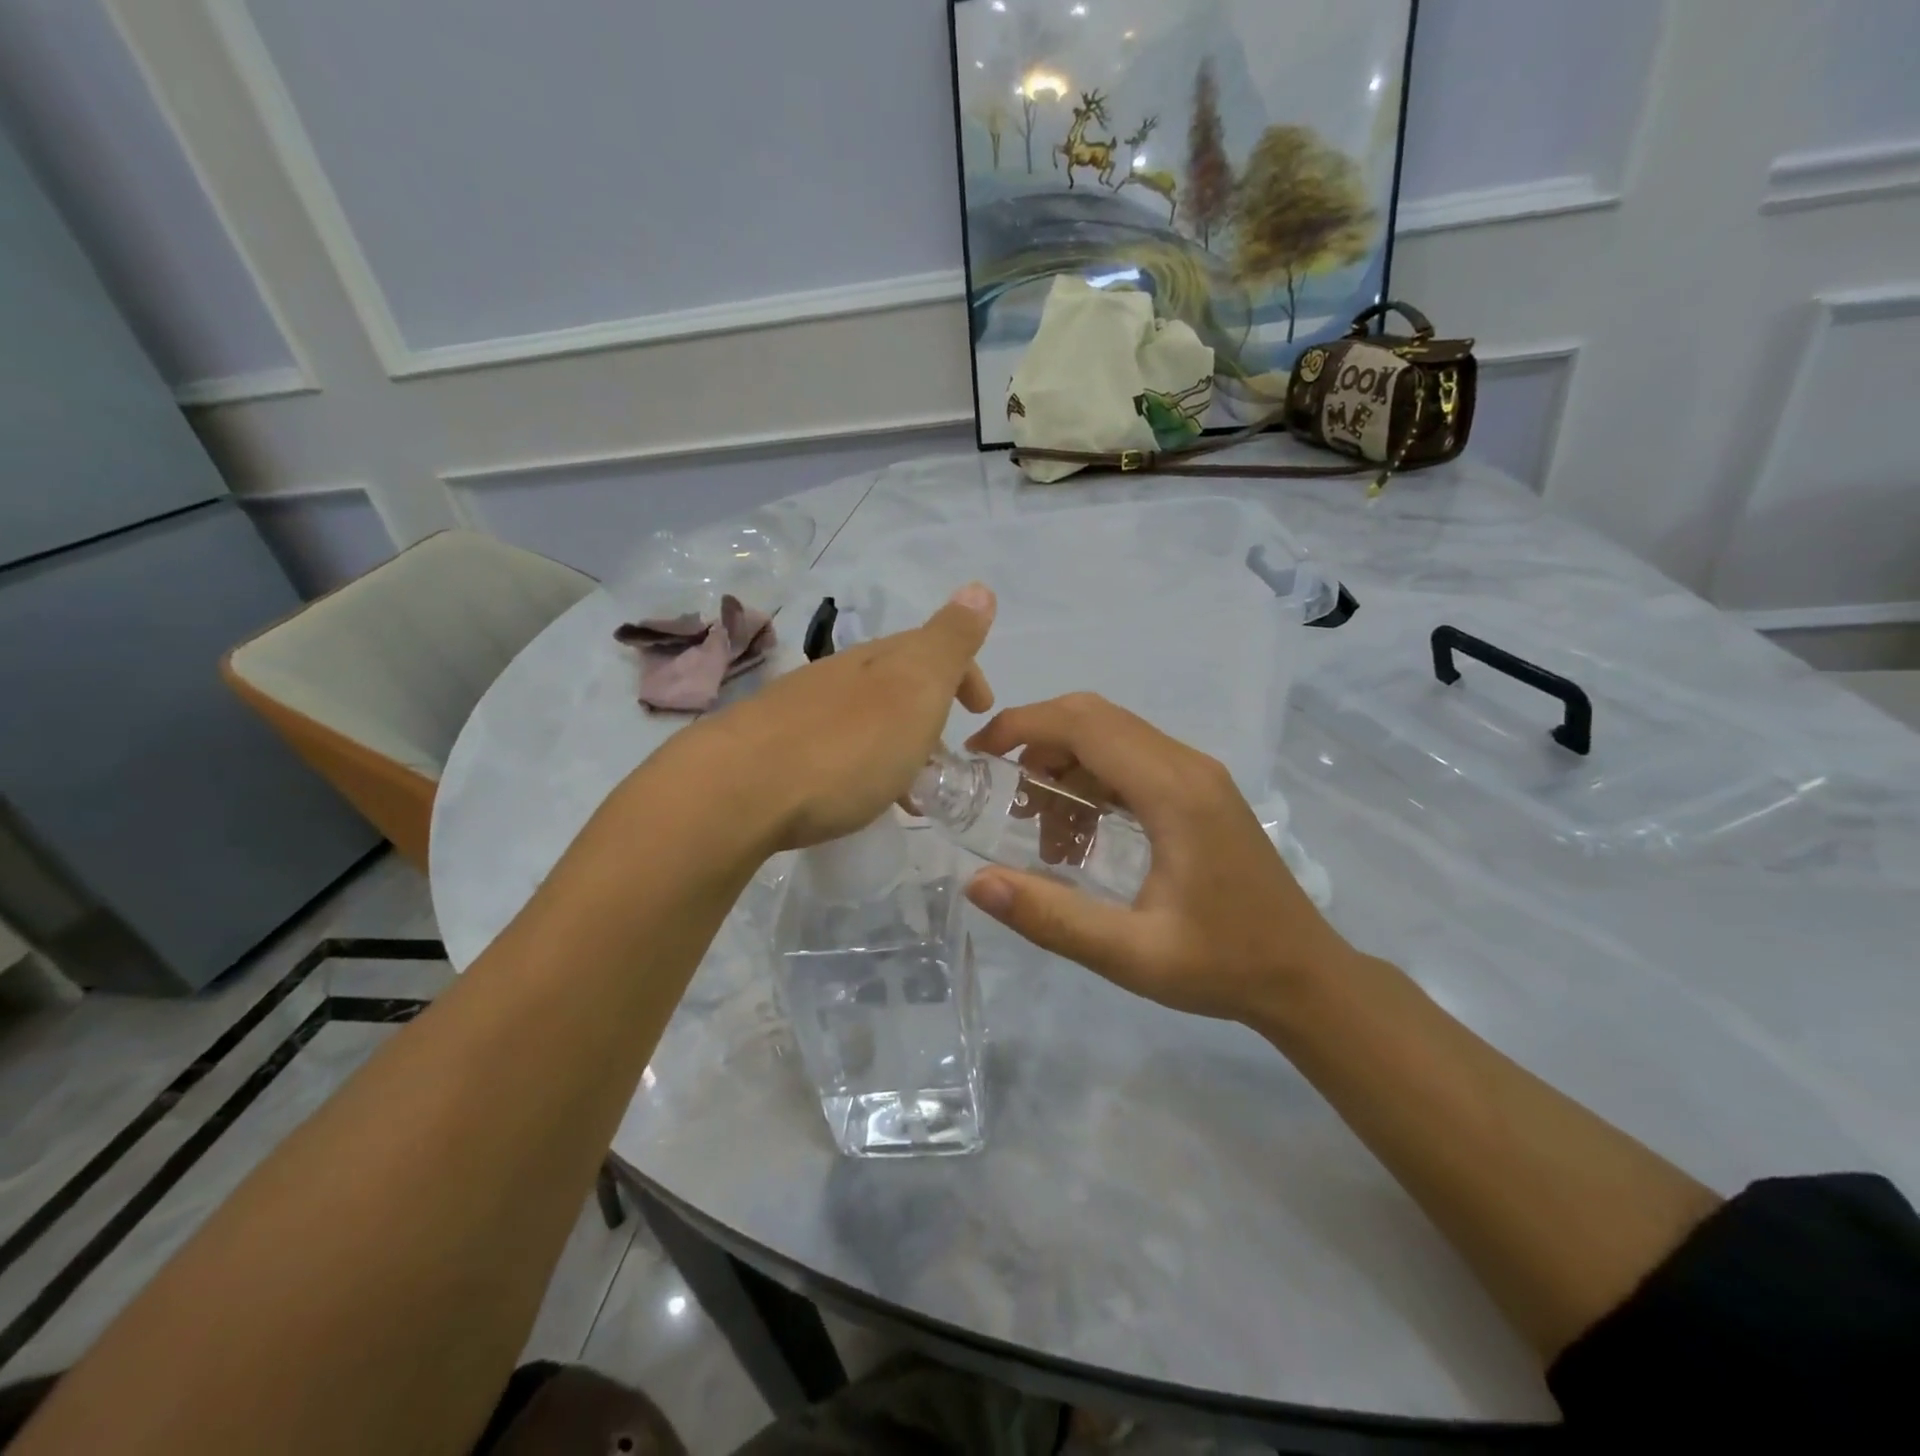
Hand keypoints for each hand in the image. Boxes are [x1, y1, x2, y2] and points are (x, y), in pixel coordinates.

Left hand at [697, 584, 995, 851]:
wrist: (738, 791)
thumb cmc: (846, 745)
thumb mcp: (914, 688)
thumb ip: (949, 642)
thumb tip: (978, 587)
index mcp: (877, 660)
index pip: (930, 648)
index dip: (964, 672)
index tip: (981, 711)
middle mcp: (837, 676)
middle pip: (894, 683)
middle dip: (929, 712)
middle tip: (949, 757)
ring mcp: (799, 711)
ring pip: (864, 718)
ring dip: (896, 744)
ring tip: (909, 792)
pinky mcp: (771, 750)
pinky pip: (835, 749)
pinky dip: (862, 766)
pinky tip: (854, 798)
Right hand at [963, 693, 1354, 1025]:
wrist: (1305, 975)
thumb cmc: (1222, 965)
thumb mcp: (1130, 955)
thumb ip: (1051, 918)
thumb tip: (976, 883)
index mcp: (1173, 791)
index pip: (1084, 724)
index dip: (1022, 725)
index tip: (977, 754)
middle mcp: (1187, 765)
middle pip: (1096, 717)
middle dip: (1037, 741)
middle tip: (1003, 793)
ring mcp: (1198, 774)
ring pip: (1113, 736)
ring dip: (1065, 765)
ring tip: (1044, 831)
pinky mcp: (1200, 790)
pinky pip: (1132, 760)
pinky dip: (1092, 780)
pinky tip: (1081, 834)